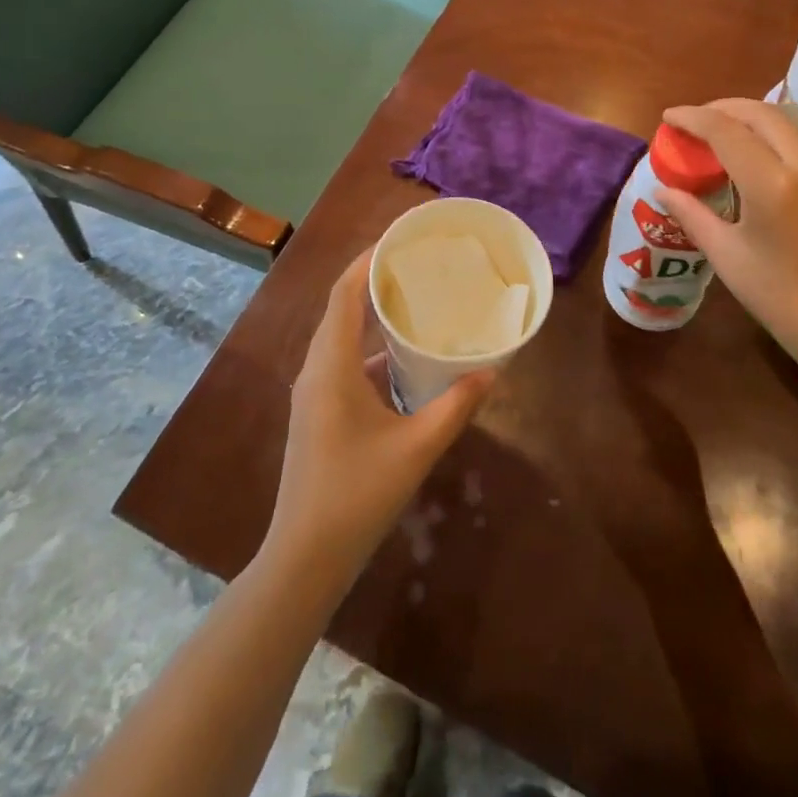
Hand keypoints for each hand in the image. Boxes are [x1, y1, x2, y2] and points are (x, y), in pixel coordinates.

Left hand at [263, 252, 493, 594]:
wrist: (304, 557)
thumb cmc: (357, 495)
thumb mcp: (416, 448)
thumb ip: (456, 406)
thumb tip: (492, 372)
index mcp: (332, 365)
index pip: (345, 293)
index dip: (368, 260)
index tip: (400, 238)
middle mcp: (316, 368)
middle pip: (342, 307)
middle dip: (375, 280)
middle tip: (417, 264)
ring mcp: (314, 391)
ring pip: (342, 336)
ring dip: (372, 315)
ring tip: (414, 301)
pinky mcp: (318, 411)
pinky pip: (343, 362)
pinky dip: (371, 349)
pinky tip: (403, 359)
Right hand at [655, 99, 797, 387]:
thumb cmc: (779, 299)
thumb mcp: (726, 256)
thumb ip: (691, 214)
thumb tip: (663, 189)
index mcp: (773, 184)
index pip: (725, 130)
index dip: (693, 117)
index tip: (670, 116)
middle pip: (763, 114)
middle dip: (725, 109)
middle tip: (699, 121)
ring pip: (794, 131)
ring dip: (758, 126)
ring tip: (732, 141)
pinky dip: (787, 152)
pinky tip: (775, 175)